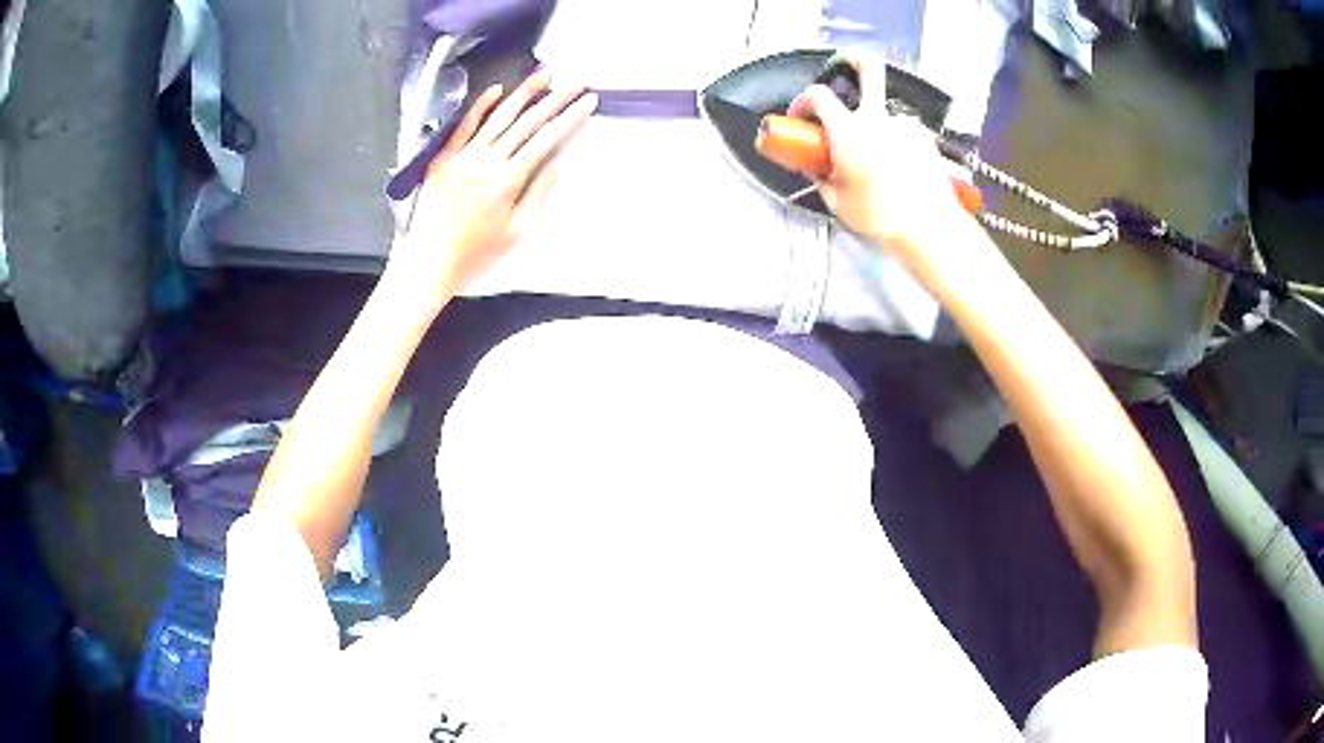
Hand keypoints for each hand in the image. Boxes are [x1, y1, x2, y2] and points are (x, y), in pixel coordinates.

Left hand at [387, 70, 596, 311]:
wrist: (427, 260)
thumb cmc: (474, 253)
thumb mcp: (515, 233)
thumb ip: (536, 196)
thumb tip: (556, 166)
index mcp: (507, 181)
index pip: (545, 141)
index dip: (569, 119)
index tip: (588, 102)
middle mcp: (487, 162)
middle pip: (527, 123)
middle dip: (555, 99)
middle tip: (577, 81)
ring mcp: (463, 156)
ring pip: (498, 117)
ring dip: (524, 93)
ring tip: (546, 75)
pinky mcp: (443, 157)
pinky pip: (464, 126)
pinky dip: (481, 106)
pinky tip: (497, 90)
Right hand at [787, 57, 978, 272]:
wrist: (928, 227)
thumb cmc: (879, 215)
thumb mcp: (836, 200)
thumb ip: (820, 175)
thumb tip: (812, 165)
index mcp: (848, 130)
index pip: (817, 95)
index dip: (803, 100)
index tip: (801, 116)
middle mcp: (876, 119)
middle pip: (867, 67)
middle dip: (852, 60)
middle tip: (844, 65)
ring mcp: (903, 126)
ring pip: (882, 112)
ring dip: (873, 125)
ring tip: (873, 157)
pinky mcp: (923, 138)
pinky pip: (900, 132)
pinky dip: (892, 143)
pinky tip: (894, 167)